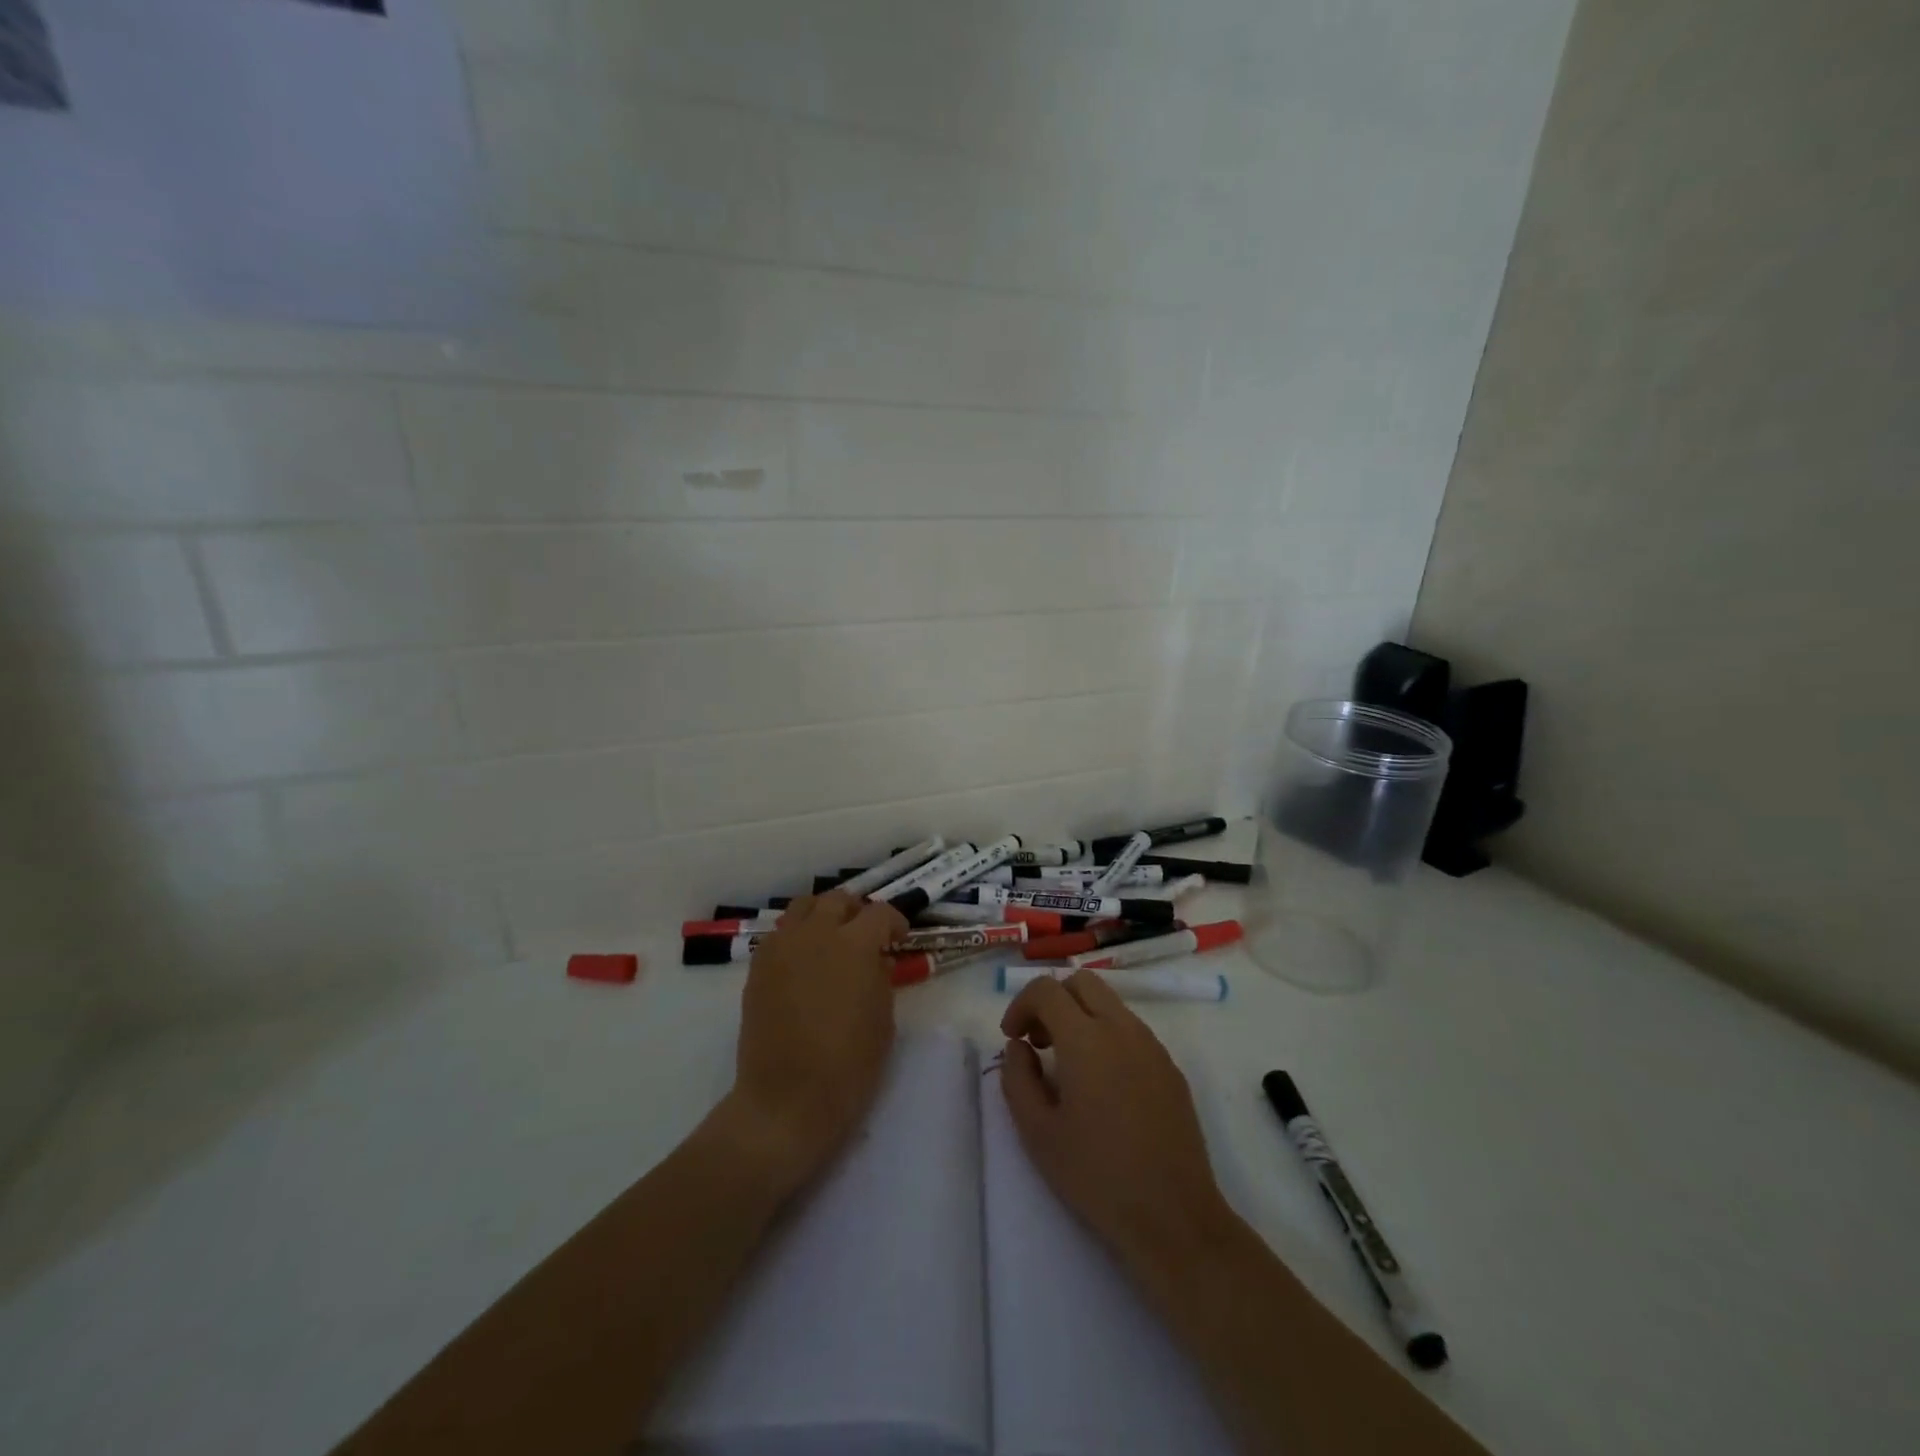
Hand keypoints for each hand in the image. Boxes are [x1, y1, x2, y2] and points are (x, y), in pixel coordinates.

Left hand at [718, 890, 907, 1197]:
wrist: (786, 1099)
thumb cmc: (848, 1064)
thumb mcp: (883, 1019)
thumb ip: (881, 978)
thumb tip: (877, 960)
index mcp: (854, 945)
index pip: (879, 914)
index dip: (894, 922)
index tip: (899, 938)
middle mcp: (816, 934)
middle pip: (838, 900)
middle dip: (857, 911)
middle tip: (866, 934)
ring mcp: (782, 947)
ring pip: (804, 907)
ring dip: (823, 915)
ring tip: (832, 939)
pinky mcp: (759, 967)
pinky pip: (781, 934)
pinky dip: (797, 936)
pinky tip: (806, 962)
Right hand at [999, 971, 1237, 1273]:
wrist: (1174, 1217)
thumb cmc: (1097, 1176)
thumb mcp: (1037, 1133)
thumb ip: (1017, 1078)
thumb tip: (1019, 1047)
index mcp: (1086, 1039)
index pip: (1047, 989)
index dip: (1021, 1005)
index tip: (1013, 1038)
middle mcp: (1122, 1029)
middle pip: (1082, 982)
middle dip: (1053, 1001)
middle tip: (1039, 1042)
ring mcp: (1152, 1046)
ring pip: (1109, 1004)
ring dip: (1081, 1017)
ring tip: (1068, 1067)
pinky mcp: (1170, 1068)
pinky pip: (1131, 1031)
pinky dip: (1107, 1037)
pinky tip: (1103, 1086)